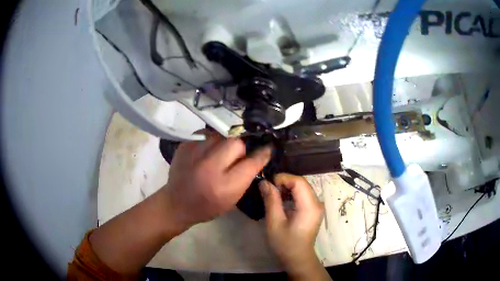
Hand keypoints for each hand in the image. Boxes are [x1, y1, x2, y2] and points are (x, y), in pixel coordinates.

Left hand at [163, 133, 271, 228]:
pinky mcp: (185, 145)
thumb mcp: (232, 199)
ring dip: (224, 144)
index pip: (252, 162)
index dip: (262, 154)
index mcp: (225, 186)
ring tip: (218, 156)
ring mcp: (195, 153)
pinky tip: (205, 154)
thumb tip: (258, 154)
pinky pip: (206, 135)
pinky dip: (210, 143)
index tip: (268, 148)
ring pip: (221, 135)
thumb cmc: (207, 206)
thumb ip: (246, 177)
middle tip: (235, 158)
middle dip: (241, 149)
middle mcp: (210, 167)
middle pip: (236, 142)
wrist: (176, 203)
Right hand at [260, 174, 327, 279]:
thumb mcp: (275, 222)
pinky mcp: (314, 210)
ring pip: (303, 188)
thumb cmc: (285, 243)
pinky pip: (304, 195)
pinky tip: (282, 200)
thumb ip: (271, 200)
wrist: (298, 258)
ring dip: (287, 188)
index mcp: (310, 206)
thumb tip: (264, 182)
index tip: (268, 184)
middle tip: (268, 189)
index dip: (283, 178)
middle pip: (302, 183)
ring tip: (273, 194)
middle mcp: (317, 203)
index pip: (299, 182)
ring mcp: (317, 206)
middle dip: (284, 182)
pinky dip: (292, 194)